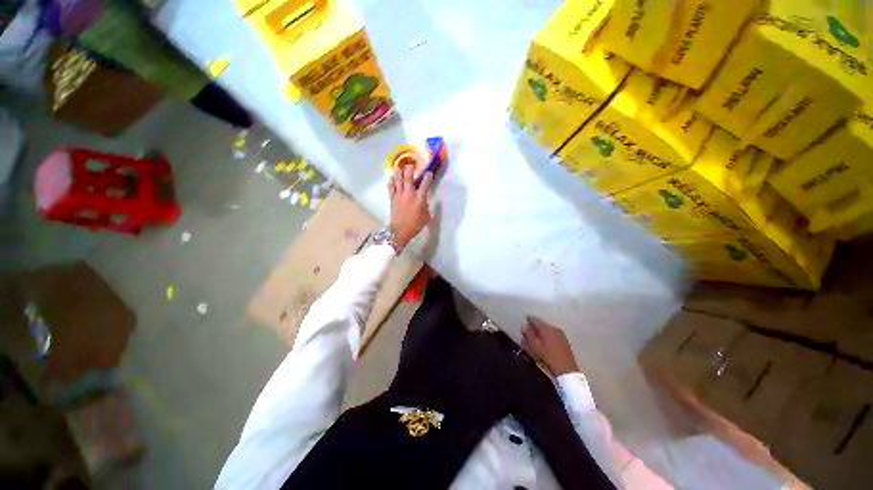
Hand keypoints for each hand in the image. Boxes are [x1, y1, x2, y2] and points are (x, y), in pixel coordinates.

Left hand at [388, 164, 433, 251]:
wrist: (400, 231)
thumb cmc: (415, 225)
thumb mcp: (426, 217)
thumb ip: (427, 208)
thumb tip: (425, 203)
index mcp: (419, 198)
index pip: (425, 184)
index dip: (428, 177)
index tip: (429, 172)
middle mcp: (409, 194)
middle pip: (408, 177)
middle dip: (410, 168)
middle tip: (411, 164)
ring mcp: (399, 195)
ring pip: (398, 180)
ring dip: (399, 172)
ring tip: (399, 166)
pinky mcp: (392, 199)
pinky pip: (391, 188)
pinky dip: (391, 182)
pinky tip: (391, 178)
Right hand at [522, 317, 579, 376]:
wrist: (567, 370)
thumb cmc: (548, 357)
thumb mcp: (534, 346)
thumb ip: (528, 334)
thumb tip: (524, 324)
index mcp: (546, 327)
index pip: (535, 319)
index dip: (528, 319)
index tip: (523, 321)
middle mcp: (554, 327)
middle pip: (541, 323)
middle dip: (534, 326)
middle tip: (528, 330)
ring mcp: (561, 333)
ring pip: (547, 329)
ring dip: (541, 331)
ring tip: (535, 337)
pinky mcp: (565, 340)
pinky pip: (553, 334)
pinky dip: (547, 335)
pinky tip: (544, 342)